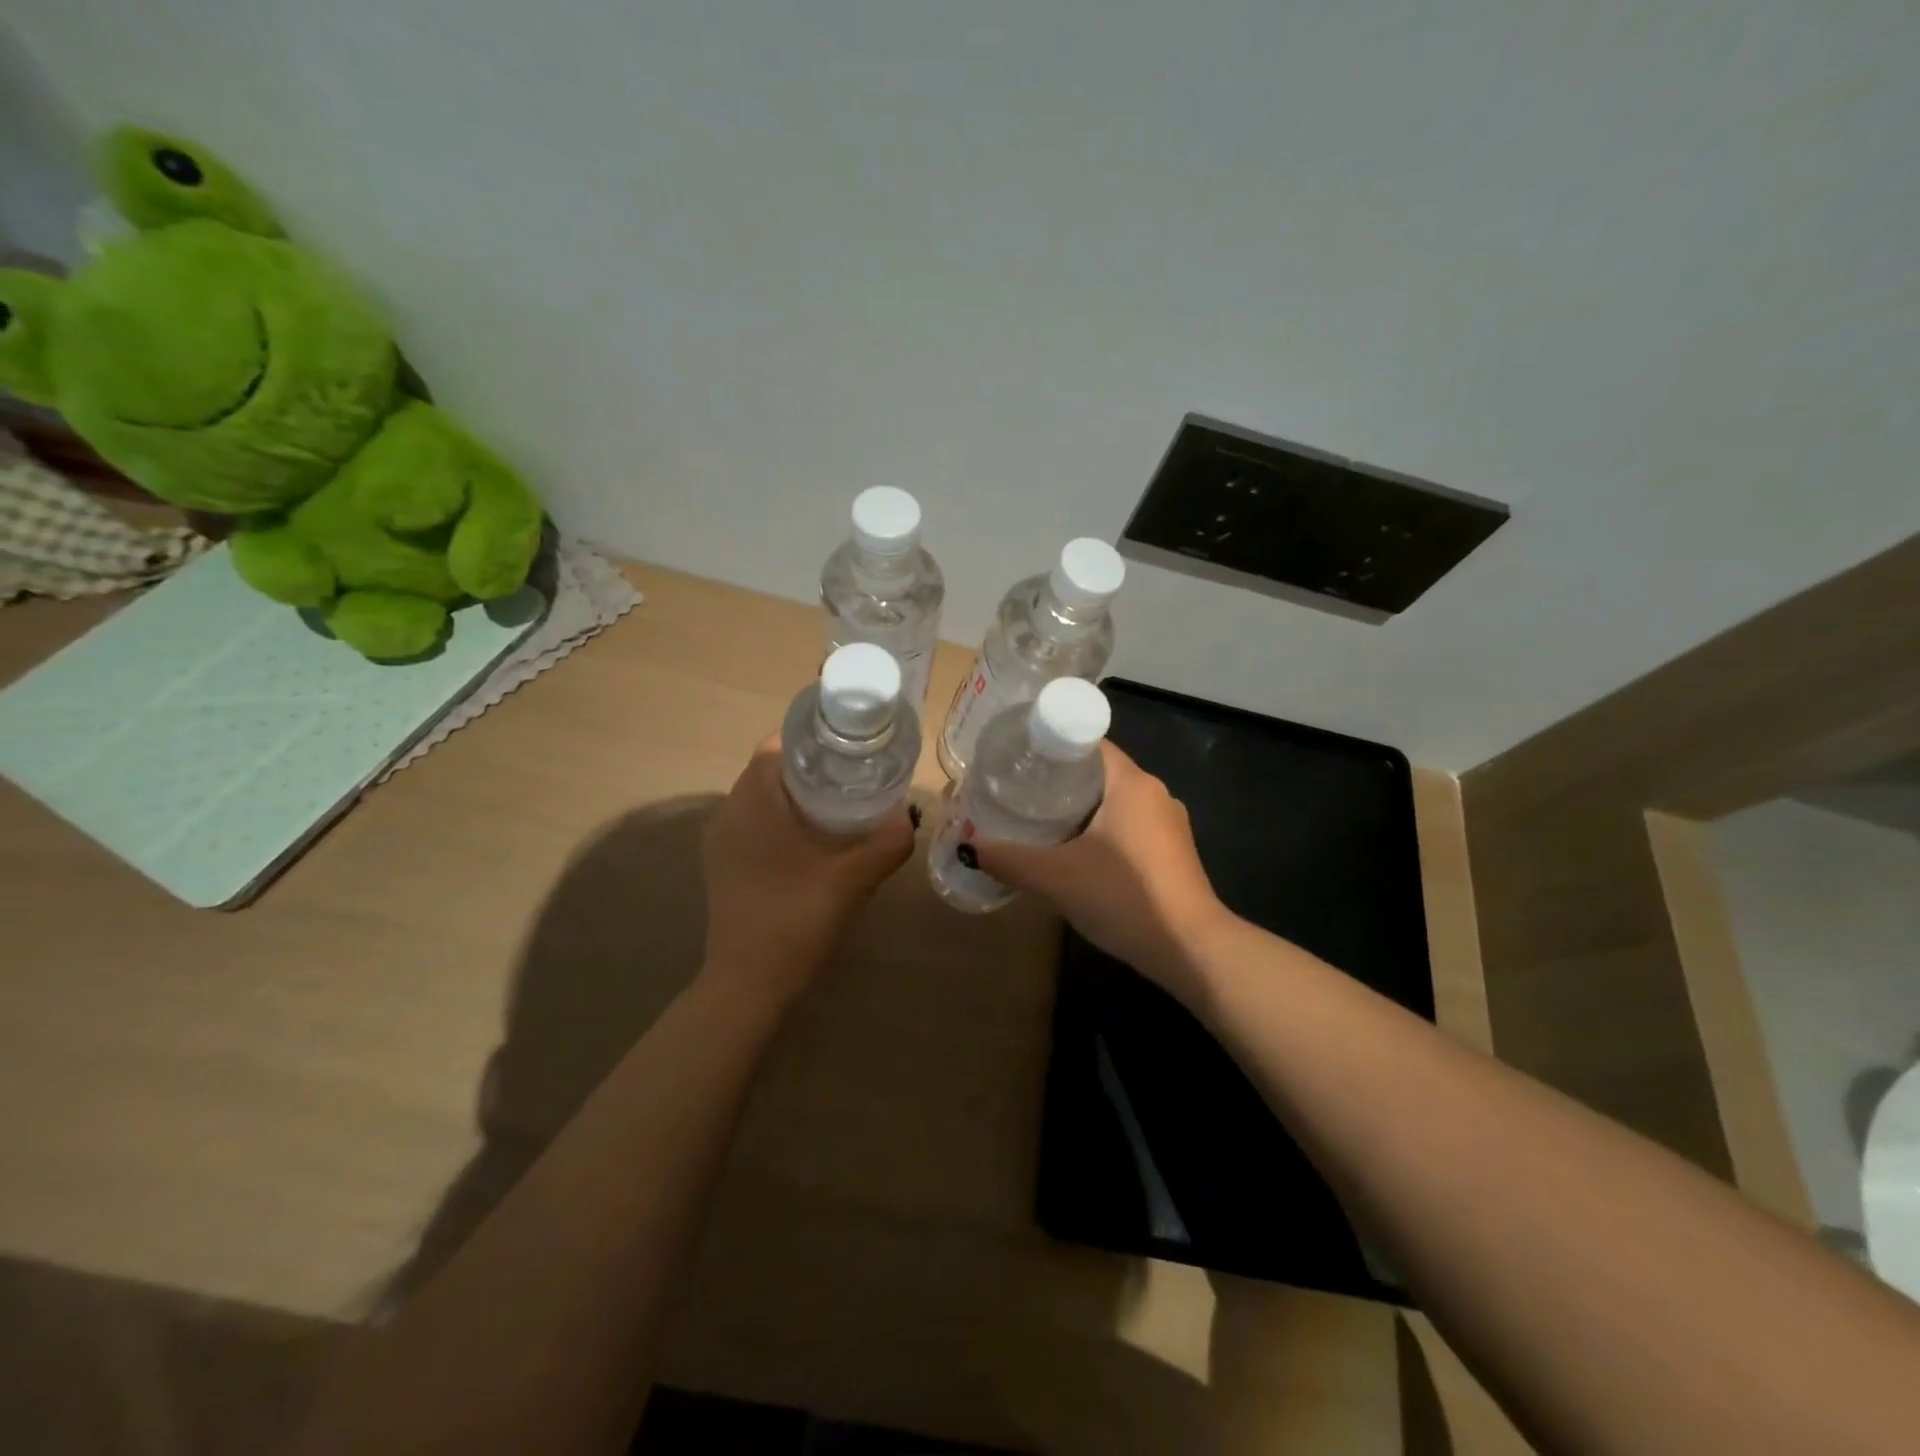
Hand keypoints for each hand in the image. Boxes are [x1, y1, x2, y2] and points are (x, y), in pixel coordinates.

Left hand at [701, 737, 915, 1003]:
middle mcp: (728, 812)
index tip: (850, 743)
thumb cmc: (794, 921)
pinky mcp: (723, 864)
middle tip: (856, 772)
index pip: (776, 745)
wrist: (747, 984)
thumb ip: (888, 842)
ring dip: (797, 792)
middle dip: (811, 764)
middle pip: (770, 769)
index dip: (813, 736)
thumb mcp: (852, 880)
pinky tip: (814, 840)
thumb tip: (910, 814)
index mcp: (752, 802)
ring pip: (761, 796)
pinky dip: (782, 817)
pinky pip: (754, 822)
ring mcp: (721, 840)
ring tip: (841, 801)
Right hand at [974, 741, 1229, 988]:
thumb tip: (966, 846)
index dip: (1052, 745)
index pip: (1088, 743)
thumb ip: (1008, 859)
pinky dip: (1102, 830)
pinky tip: (1077, 853)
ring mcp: (1169, 823)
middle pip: (1099, 771)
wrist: (1191, 950)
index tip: (1018, 760)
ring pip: (1115, 801)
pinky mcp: (1173, 851)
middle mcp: (1155, 792)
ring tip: (1039, 821)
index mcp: (1132, 782)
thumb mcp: (1055, 878)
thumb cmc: (1124, 898)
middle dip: (1059, 780)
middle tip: (1018, 792)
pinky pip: (1130, 825)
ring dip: (1081, 807)